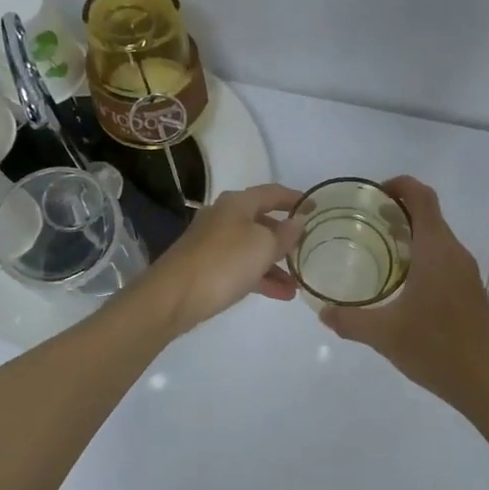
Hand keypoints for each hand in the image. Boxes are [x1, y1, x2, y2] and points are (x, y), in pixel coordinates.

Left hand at [138, 183, 305, 334]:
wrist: (173, 297)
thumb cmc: (223, 262)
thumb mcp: (263, 246)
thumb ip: (284, 234)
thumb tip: (297, 222)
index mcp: (237, 203)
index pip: (272, 193)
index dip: (295, 199)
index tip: (315, 208)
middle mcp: (224, 217)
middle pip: (262, 221)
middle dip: (286, 237)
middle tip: (307, 249)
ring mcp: (213, 243)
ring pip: (253, 248)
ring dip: (276, 264)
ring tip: (298, 283)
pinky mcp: (207, 267)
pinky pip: (242, 267)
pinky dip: (261, 277)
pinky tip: (280, 294)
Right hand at [320, 177, 488, 405]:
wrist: (488, 381)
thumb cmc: (436, 349)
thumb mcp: (384, 335)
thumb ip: (350, 320)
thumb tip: (323, 312)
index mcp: (436, 250)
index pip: (422, 197)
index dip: (399, 185)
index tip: (373, 194)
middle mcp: (454, 252)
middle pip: (429, 214)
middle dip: (398, 210)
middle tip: (365, 223)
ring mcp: (466, 271)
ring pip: (437, 237)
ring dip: (410, 234)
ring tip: (378, 250)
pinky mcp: (471, 289)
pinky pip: (444, 257)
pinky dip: (422, 255)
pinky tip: (401, 282)